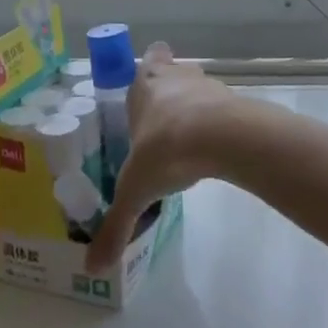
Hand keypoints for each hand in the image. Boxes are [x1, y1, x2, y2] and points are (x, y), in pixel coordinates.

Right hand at [86, 43, 246, 269]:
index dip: (147, 70)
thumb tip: (92, 268)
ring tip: (187, 141)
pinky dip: (218, 125)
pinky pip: (223, 109)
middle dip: (169, 90)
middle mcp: (176, 77)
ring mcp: (208, 86)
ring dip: (195, 108)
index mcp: (145, 84)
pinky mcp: (235, 102)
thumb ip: (115, 226)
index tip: (145, 87)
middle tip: (161, 121)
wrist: (224, 138)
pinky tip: (213, 151)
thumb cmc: (166, 149)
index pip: (147, 60)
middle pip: (173, 71)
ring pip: (199, 88)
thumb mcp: (135, 191)